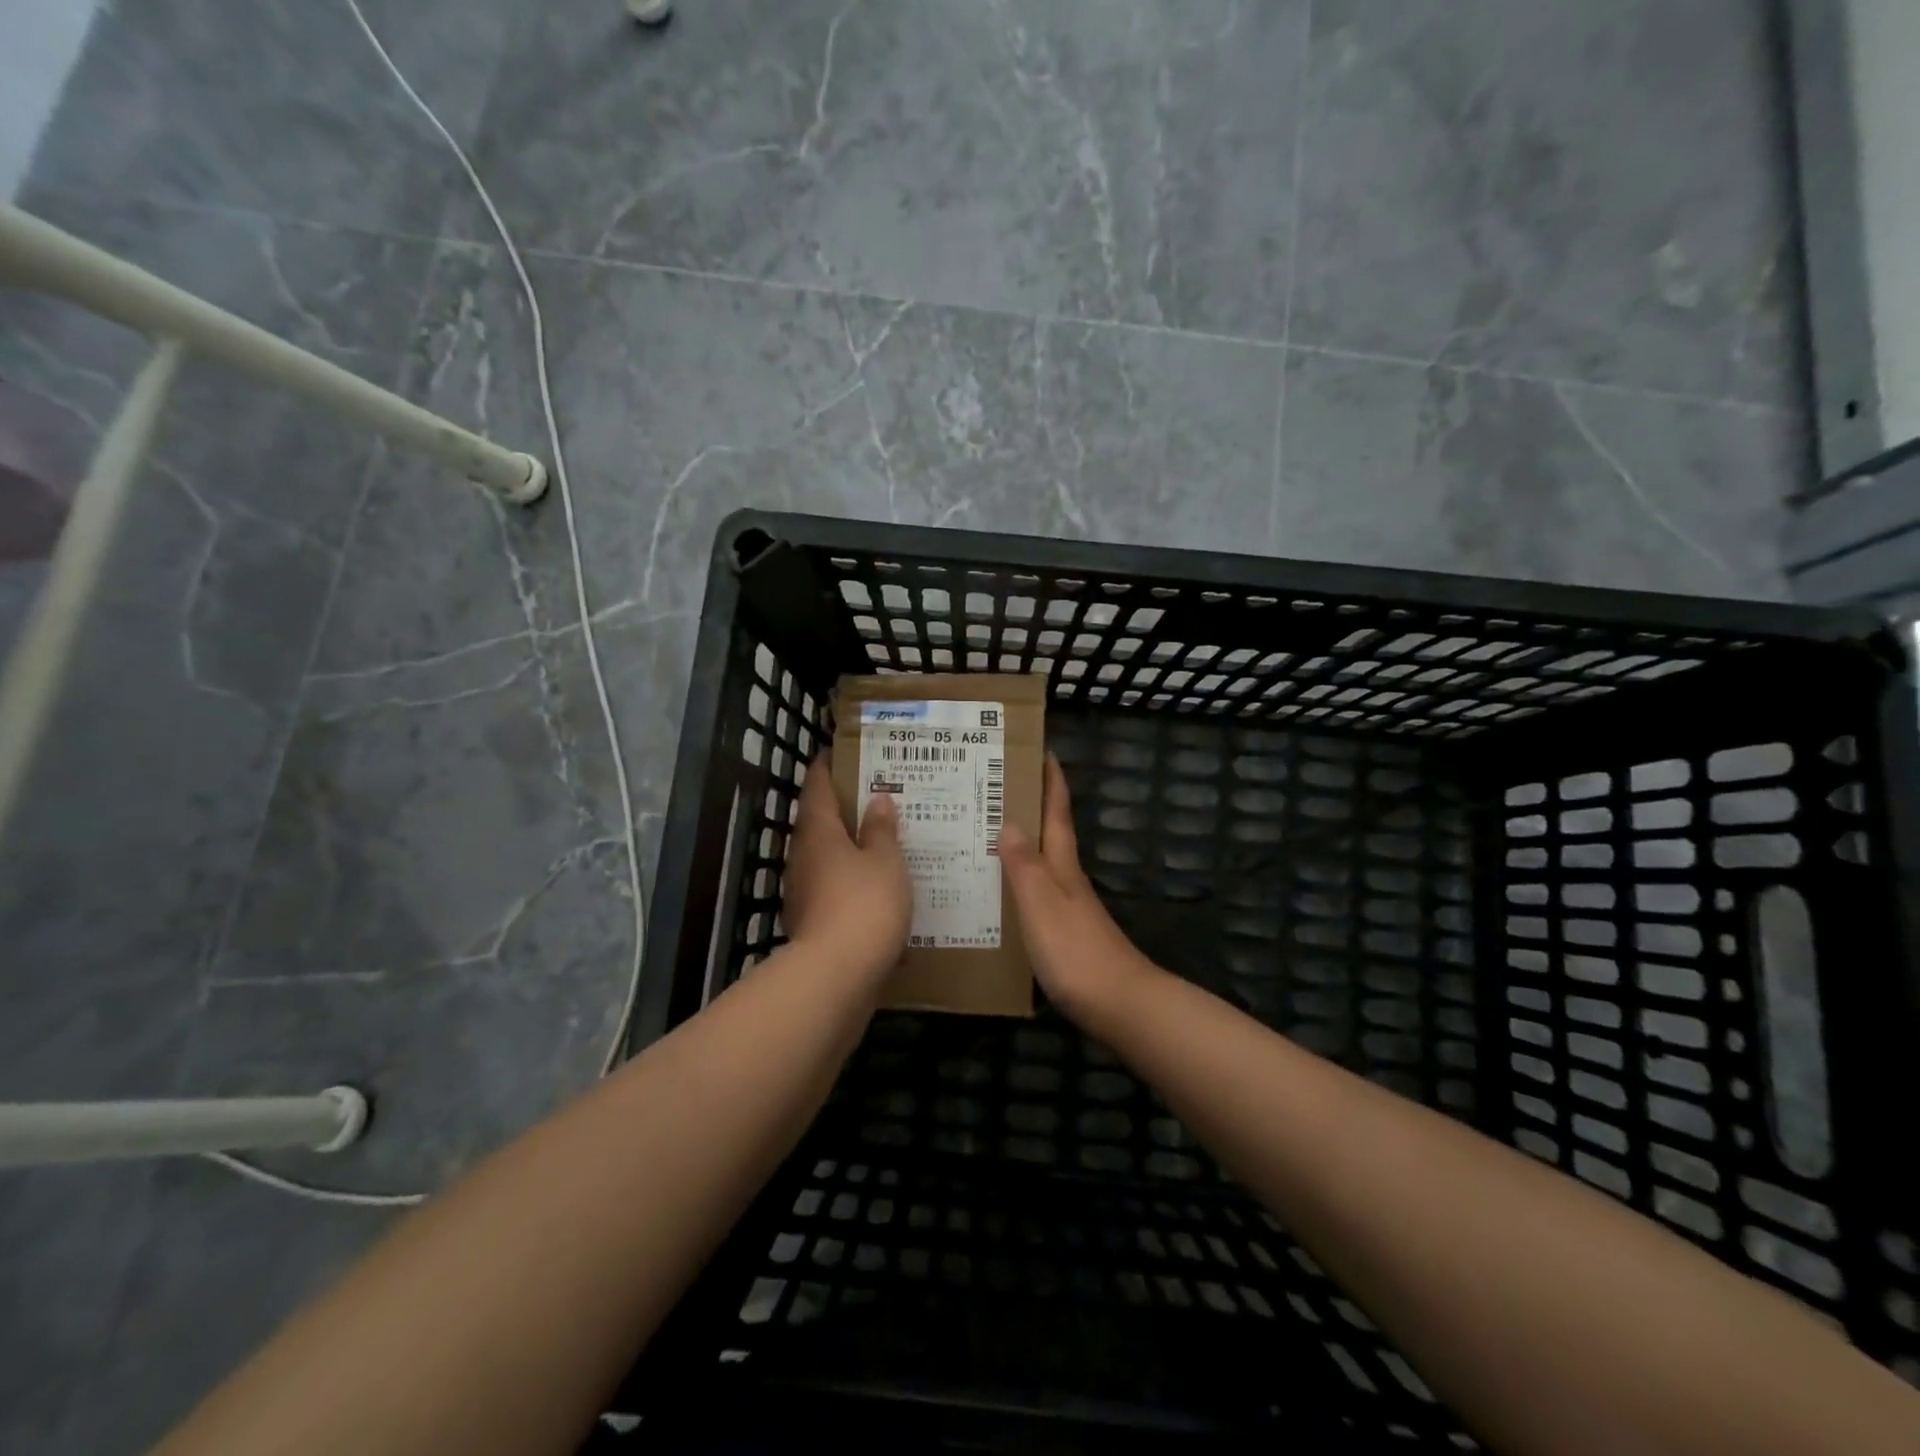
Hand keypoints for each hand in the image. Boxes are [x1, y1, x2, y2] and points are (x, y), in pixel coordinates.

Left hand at [782, 747, 911, 977]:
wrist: (837, 975)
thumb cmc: (865, 904)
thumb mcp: (885, 861)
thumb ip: (881, 830)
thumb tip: (877, 800)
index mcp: (817, 832)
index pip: (816, 787)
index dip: (826, 767)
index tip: (837, 753)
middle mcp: (802, 857)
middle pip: (817, 822)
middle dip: (841, 809)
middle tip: (873, 796)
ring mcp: (802, 891)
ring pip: (825, 857)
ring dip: (847, 847)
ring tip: (880, 840)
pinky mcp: (811, 922)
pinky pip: (832, 888)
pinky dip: (850, 880)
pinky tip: (874, 886)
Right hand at [999, 754, 1157, 1022]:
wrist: (1119, 1005)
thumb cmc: (1076, 950)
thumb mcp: (1042, 904)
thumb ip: (1024, 865)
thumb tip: (1009, 822)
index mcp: (1063, 867)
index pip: (1057, 814)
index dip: (1052, 782)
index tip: (1042, 751)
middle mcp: (1068, 880)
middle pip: (1050, 834)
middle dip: (1032, 807)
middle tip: (995, 788)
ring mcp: (1070, 908)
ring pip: (1042, 864)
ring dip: (1023, 844)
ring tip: (987, 834)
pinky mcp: (1065, 934)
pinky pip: (1037, 894)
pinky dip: (1020, 882)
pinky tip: (1002, 893)